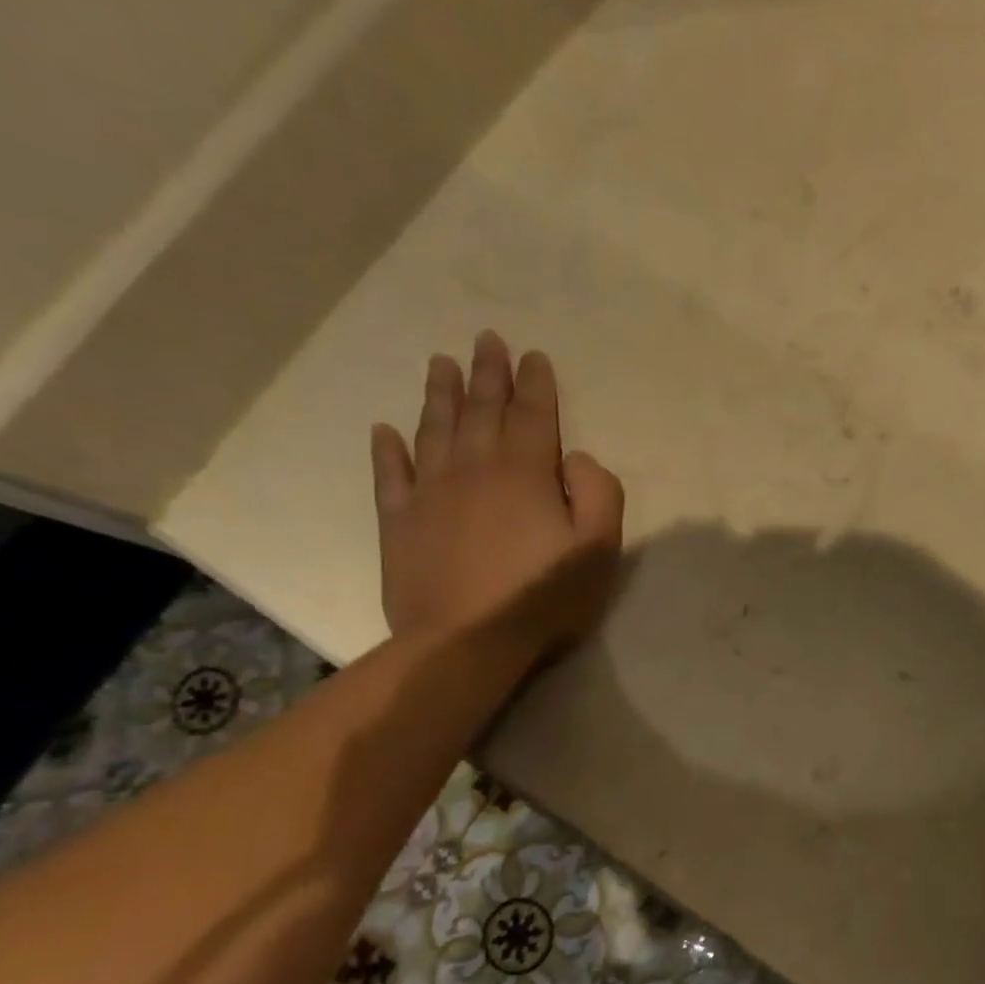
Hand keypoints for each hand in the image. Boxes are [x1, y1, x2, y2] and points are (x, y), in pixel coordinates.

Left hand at [370, 331, 623, 658]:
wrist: (466, 643)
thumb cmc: (544, 597)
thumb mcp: (599, 548)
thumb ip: (599, 493)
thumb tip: (577, 459)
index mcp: (525, 473)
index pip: (533, 415)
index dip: (534, 384)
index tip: (532, 355)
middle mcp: (474, 470)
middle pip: (481, 411)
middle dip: (486, 374)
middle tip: (485, 339)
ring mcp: (431, 494)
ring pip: (434, 430)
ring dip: (439, 395)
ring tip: (440, 363)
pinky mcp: (400, 523)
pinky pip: (391, 475)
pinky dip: (388, 450)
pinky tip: (385, 431)